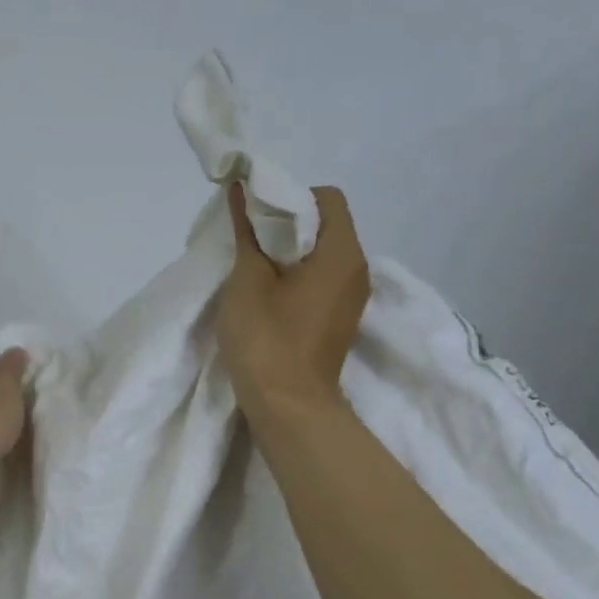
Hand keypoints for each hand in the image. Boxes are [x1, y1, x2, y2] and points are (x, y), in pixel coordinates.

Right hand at [216, 183, 370, 410]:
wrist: (288, 407)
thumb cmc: (267, 338)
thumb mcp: (248, 279)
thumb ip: (246, 231)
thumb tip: (240, 191)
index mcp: (342, 253)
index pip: (328, 198)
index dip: (291, 197)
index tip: (259, 216)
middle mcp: (357, 270)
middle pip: (327, 224)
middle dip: (287, 223)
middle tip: (249, 238)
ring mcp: (352, 297)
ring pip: (322, 253)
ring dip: (289, 251)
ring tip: (254, 265)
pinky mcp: (340, 318)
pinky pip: (321, 279)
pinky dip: (296, 274)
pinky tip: (267, 291)